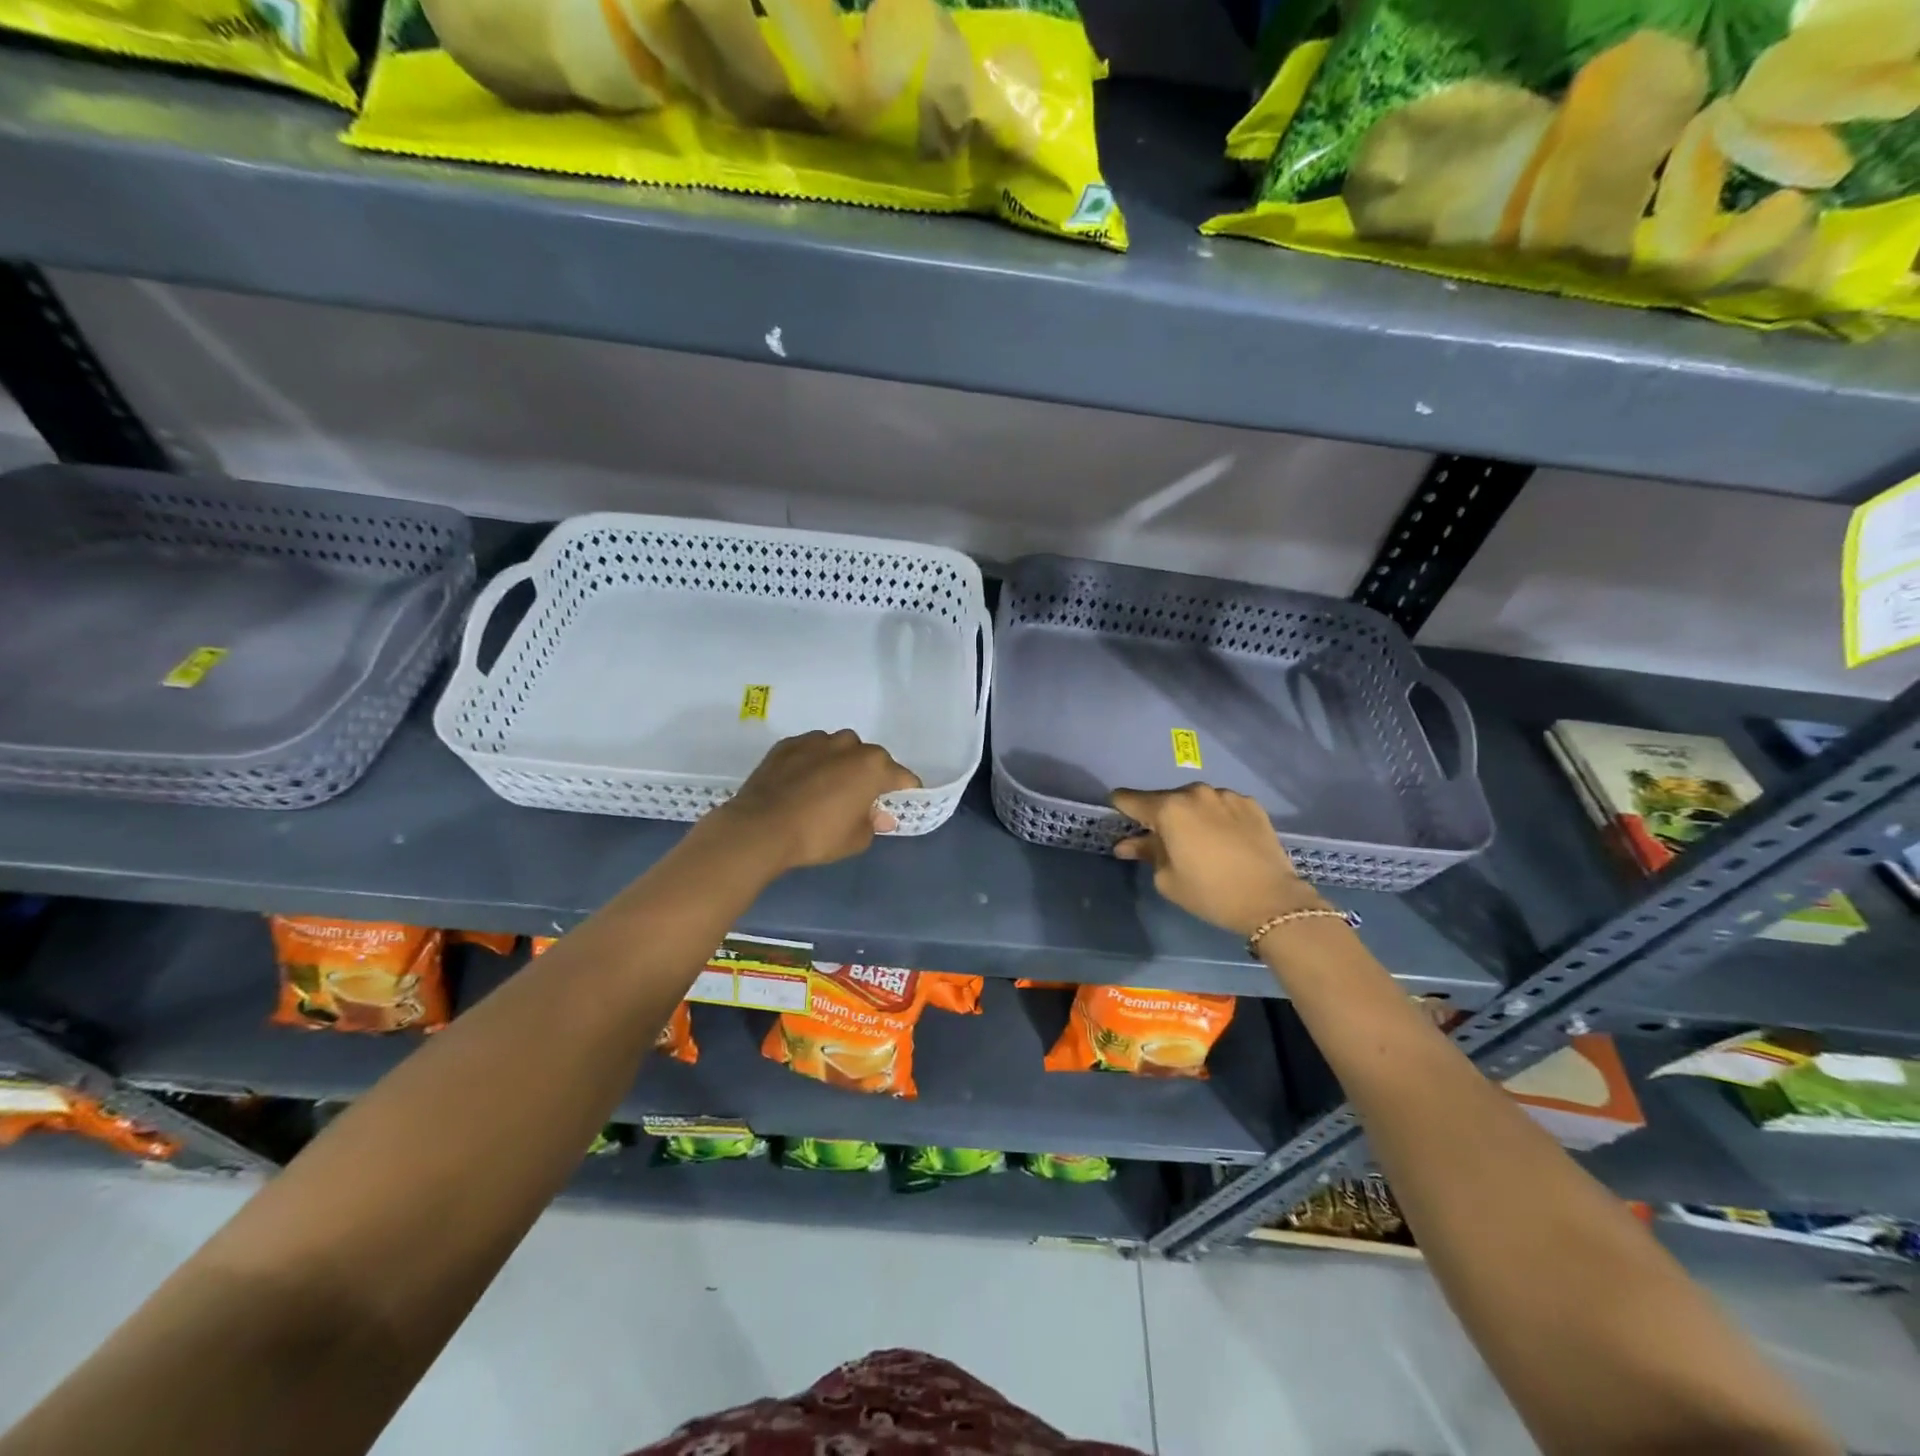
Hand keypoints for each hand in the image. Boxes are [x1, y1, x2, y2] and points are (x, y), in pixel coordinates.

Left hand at [711, 730, 921, 869]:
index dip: (904, 792)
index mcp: (873, 765)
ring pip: (838, 750)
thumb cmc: (817, 835)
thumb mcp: (856, 839)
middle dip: (869, 776)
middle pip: (870, 759)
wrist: (760, 828)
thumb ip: (873, 823)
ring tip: (825, 790)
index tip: (898, 805)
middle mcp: (849, 745)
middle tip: (858, 801)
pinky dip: (811, 763)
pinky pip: (810, 751)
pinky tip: (800, 784)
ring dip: (839, 765)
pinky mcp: (787, 744)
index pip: (902, 777)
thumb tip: (879, 815)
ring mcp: (816, 740)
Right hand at [1111, 784, 1322, 937]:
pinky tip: (1224, 839)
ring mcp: (1226, 795)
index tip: (1119, 816)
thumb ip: (1145, 853)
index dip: (1121, 807)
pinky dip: (1216, 817)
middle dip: (1159, 816)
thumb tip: (1127, 844)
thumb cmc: (1209, 892)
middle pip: (1165, 799)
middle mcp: (1195, 793)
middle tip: (1163, 840)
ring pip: (1196, 801)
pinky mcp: (1251, 804)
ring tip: (1198, 841)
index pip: (1131, 799)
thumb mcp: (1167, 878)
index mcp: (1168, 809)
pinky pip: (1222, 806)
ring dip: (1190, 815)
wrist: (1271, 900)